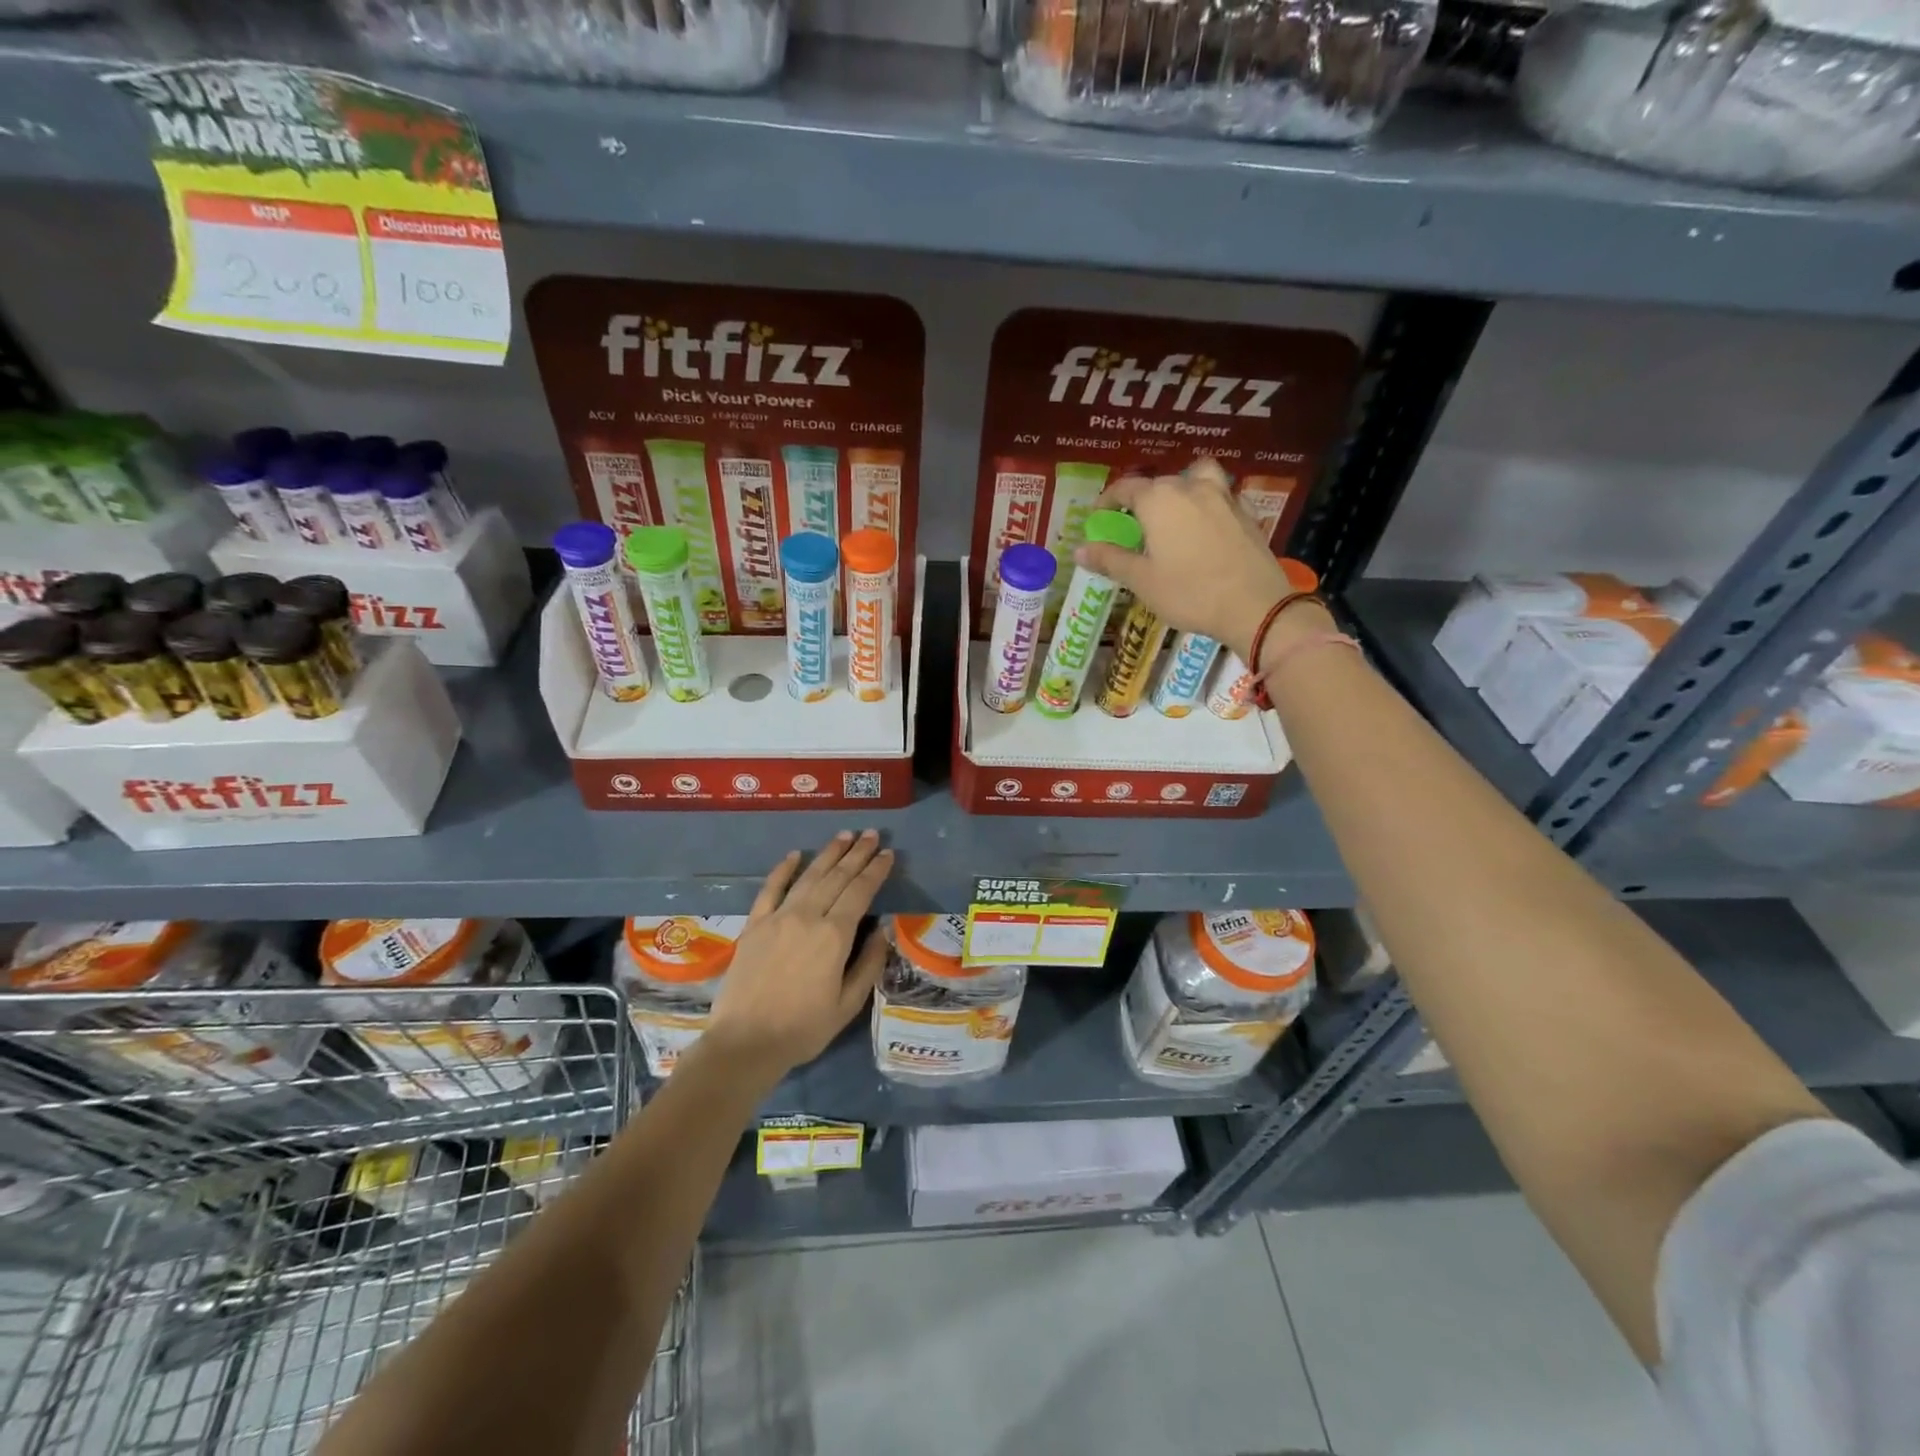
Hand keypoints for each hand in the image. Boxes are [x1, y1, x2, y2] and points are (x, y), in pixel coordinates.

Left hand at [701, 831, 893, 1078]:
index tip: (888, 854)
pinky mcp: (754, 925)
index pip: (860, 892)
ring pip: (808, 877)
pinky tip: (795, 855)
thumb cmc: (803, 1029)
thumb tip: (882, 929)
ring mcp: (777, 917)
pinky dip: (783, 869)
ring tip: (844, 836)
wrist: (745, 1043)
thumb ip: (868, 963)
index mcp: (834, 936)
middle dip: (857, 854)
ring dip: (828, 854)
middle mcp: (807, 917)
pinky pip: (770, 889)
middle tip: (871, 834)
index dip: (875, 871)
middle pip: (837, 877)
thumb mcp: (848, 1004)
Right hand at [1075, 459, 1295, 660]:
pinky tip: (1205, 528)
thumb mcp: (1142, 580)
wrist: (1253, 605)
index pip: (1126, 488)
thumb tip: (1079, 549)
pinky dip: (1207, 503)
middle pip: (1159, 483)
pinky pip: (1220, 496)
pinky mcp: (1246, 512)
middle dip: (1141, 499)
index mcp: (1159, 500)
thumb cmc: (1189, 593)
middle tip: (1132, 526)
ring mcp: (1223, 496)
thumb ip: (1110, 560)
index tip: (1099, 517)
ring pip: (1196, 478)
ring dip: (1180, 488)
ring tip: (1174, 513)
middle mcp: (1190, 487)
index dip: (1108, 501)